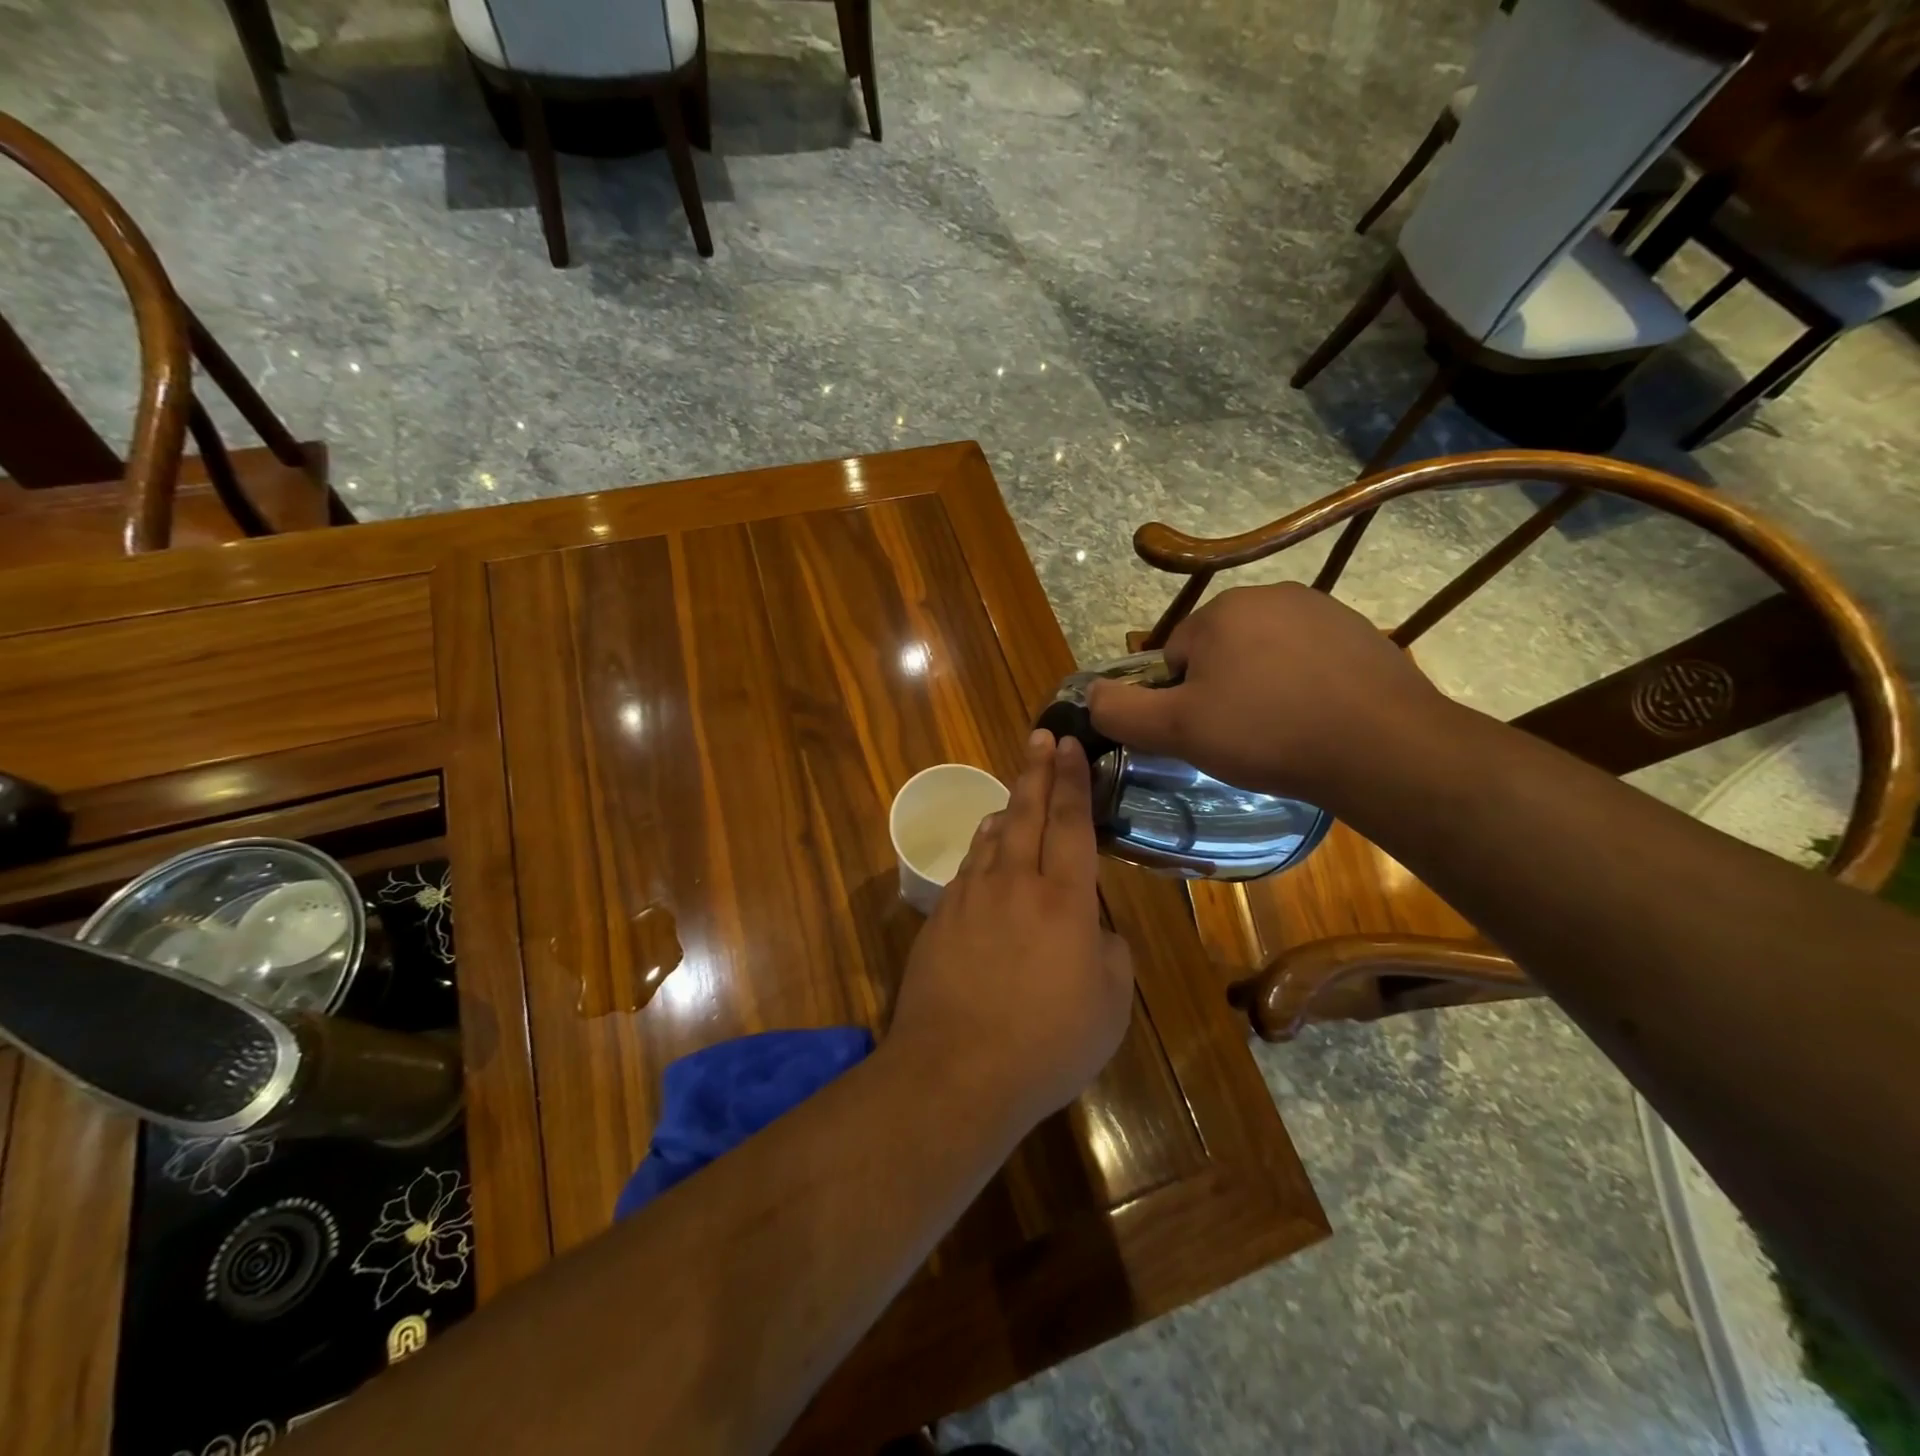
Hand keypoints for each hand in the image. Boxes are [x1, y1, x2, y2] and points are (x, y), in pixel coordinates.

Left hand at [889, 730, 1134, 1128]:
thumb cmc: (1048, 1043)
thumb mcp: (1110, 1005)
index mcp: (1064, 900)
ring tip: (1017, 789)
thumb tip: (1093, 927)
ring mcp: (971, 897)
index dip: (1073, 782)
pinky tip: (986, 846)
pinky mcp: (940, 917)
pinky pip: (968, 867)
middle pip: (1028, 813)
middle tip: (1041, 736)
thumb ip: (1109, 952)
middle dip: (1037, 770)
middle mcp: (1016, 884)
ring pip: (992, 836)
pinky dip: (982, 847)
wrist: (957, 1069)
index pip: (1073, 825)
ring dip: (1008, 806)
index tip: (1071, 747)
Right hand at [1086, 583, 1451, 805]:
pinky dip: (1303, 687)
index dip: (1179, 701)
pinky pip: (1308, 661)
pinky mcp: (1361, 634)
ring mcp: (1322, 610)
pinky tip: (1318, 721)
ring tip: (1282, 733)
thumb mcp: (1177, 730)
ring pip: (1264, 656)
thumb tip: (1088, 695)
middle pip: (1218, 652)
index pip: (1173, 657)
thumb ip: (1119, 711)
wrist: (1383, 748)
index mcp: (1220, 612)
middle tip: (1241, 738)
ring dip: (1262, 689)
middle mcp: (1269, 595)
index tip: (1204, 734)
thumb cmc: (1267, 734)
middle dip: (1221, 691)